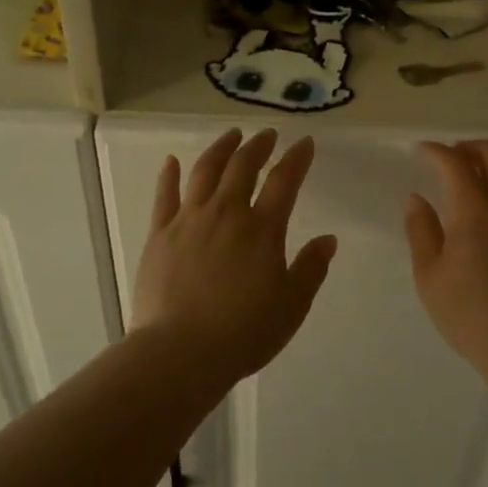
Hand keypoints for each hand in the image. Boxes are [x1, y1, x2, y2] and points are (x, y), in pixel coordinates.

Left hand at [132, 128, 337, 384]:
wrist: (181, 352)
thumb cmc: (244, 332)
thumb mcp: (292, 306)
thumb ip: (311, 268)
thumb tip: (328, 239)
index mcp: (262, 229)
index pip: (285, 181)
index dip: (297, 158)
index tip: (305, 143)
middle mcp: (226, 213)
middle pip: (243, 167)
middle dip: (258, 146)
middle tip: (267, 134)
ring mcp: (188, 221)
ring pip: (204, 172)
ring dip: (220, 149)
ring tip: (230, 136)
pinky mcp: (159, 235)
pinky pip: (164, 196)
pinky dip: (169, 175)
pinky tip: (172, 160)